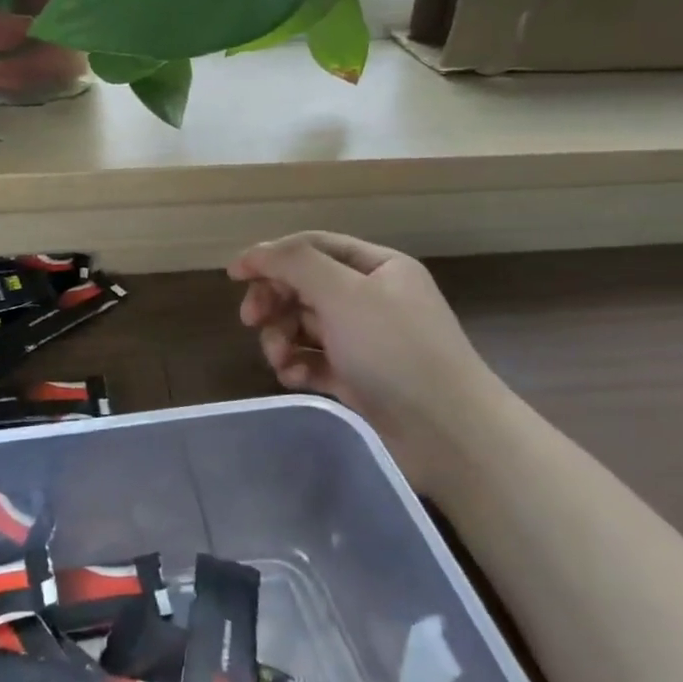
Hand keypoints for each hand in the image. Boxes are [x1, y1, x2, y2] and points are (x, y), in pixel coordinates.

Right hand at [228, 232, 503, 484]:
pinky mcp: (358, 379)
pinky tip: (293, 379)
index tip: (233, 275)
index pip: (313, 248)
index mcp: (378, 268)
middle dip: (275, 301)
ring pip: (305, 326)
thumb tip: (254, 254)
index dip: (271, 256)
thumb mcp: (344, 293)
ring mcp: (365, 341)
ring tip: (279, 360)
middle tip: (251, 320)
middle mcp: (372, 299)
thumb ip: (295, 264)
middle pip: (305, 287)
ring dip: (282, 337)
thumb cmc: (395, 350)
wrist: (449, 433)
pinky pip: (314, 361)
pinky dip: (298, 366)